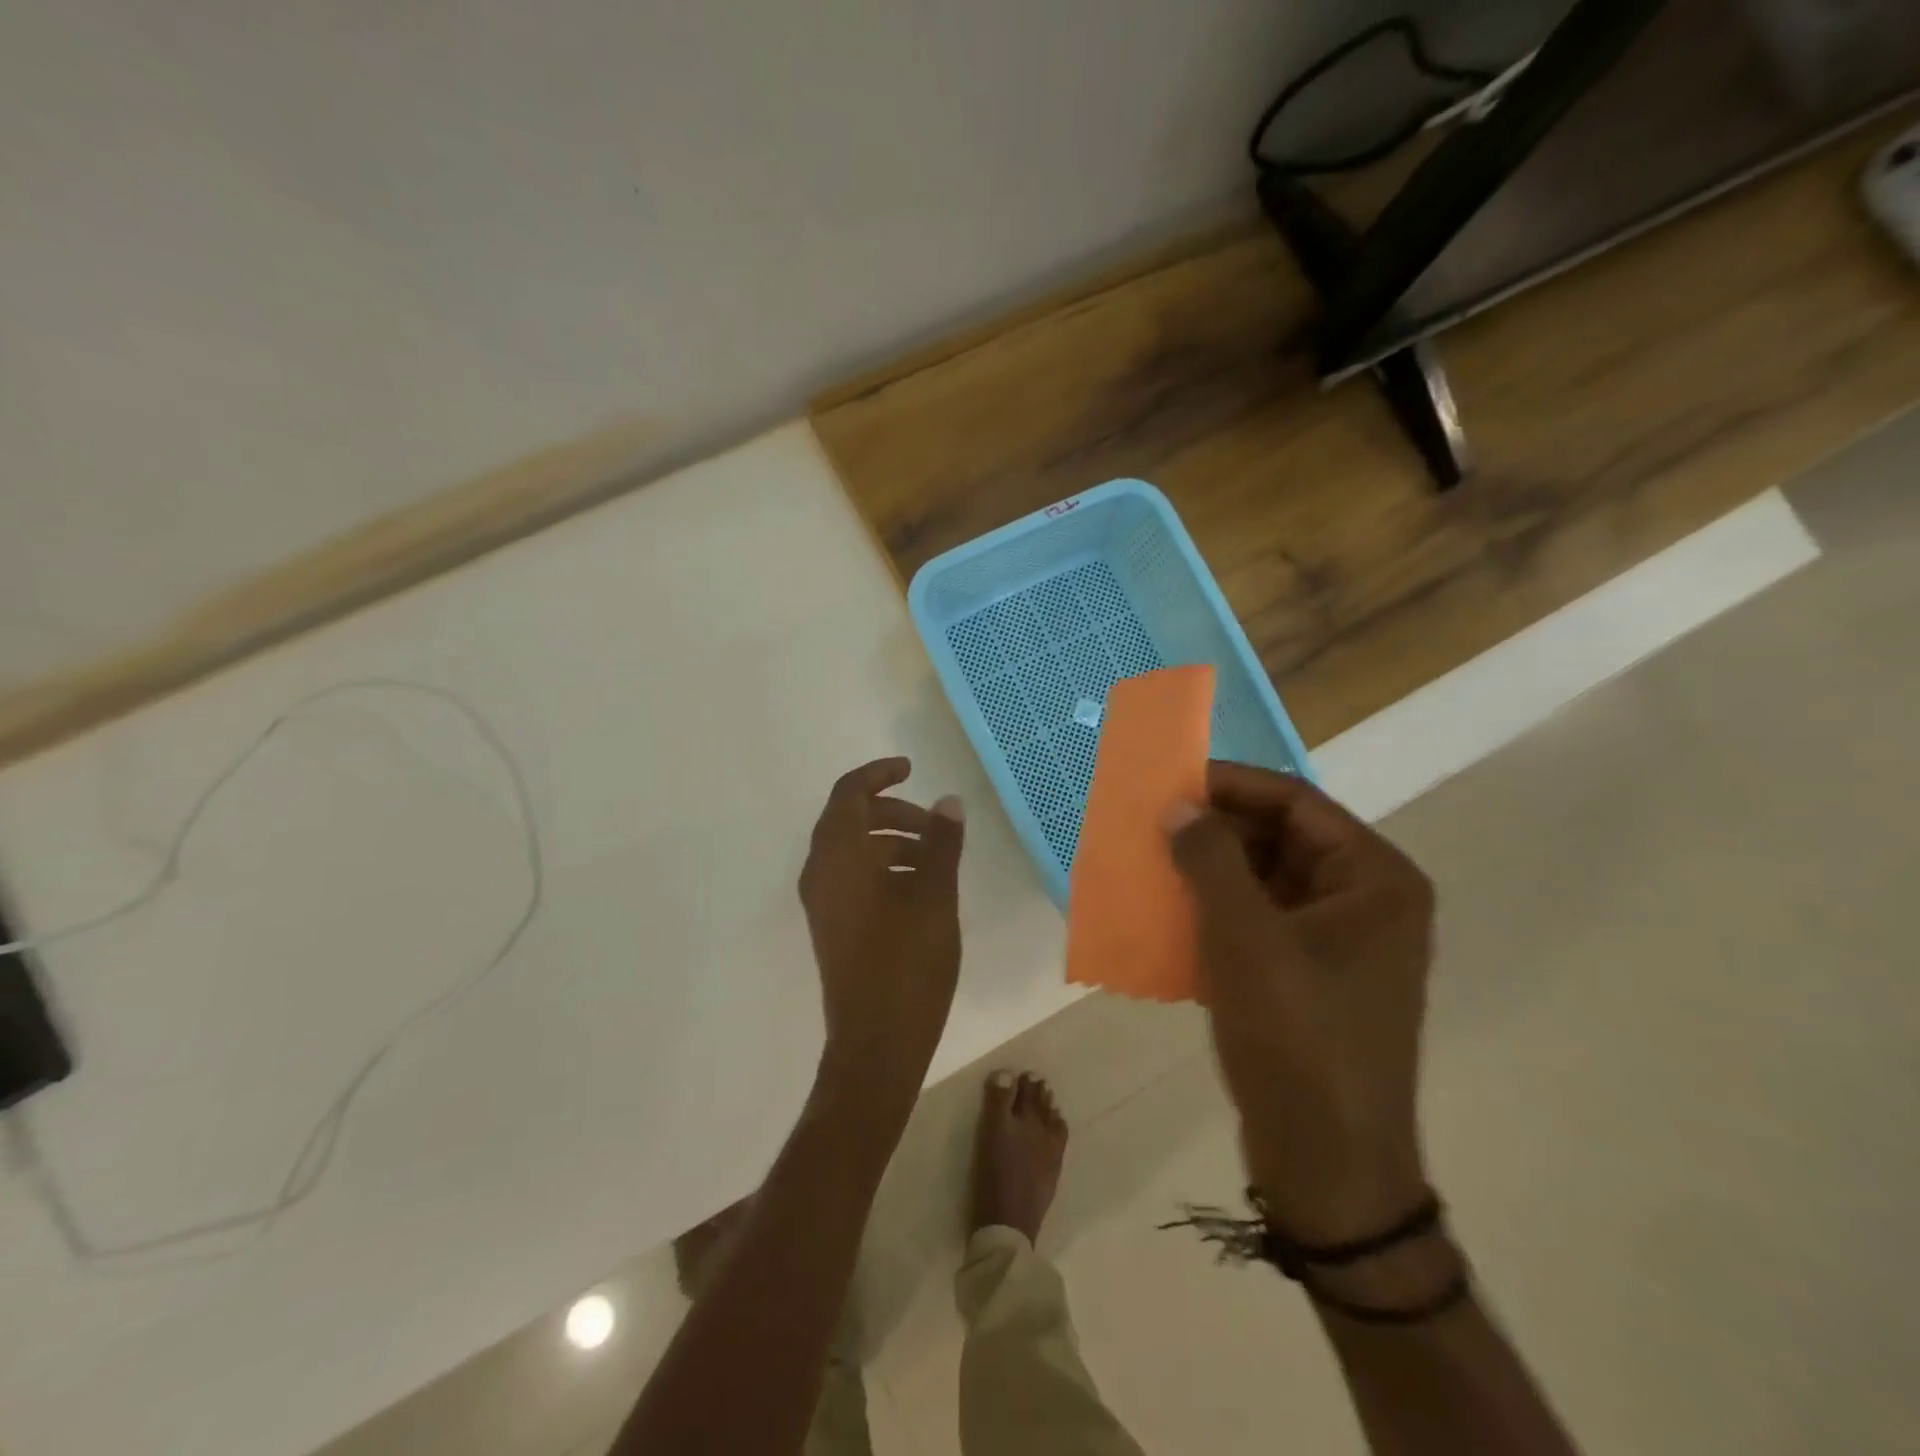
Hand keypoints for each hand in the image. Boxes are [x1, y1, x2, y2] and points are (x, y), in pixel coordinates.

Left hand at [799, 758, 966, 1103]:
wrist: (877, 1044)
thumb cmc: (907, 964)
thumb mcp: (934, 897)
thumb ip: (941, 843)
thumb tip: (947, 801)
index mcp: (838, 858)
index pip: (848, 794)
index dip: (878, 774)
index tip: (911, 768)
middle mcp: (821, 874)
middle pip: (850, 820)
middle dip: (893, 812)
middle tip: (936, 826)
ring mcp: (824, 904)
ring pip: (854, 851)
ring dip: (892, 842)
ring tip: (936, 860)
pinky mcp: (833, 927)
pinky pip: (854, 878)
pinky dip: (884, 869)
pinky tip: (921, 889)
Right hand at [1167, 762, 1434, 1243]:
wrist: (1328, 1164)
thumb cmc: (1296, 1037)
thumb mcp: (1243, 937)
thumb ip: (1209, 859)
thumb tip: (1178, 807)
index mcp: (1375, 878)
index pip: (1296, 802)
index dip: (1231, 786)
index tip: (1172, 783)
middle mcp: (1368, 900)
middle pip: (1283, 838)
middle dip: (1217, 830)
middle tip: (1154, 825)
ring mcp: (1342, 941)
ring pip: (1267, 880)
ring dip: (1212, 871)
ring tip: (1154, 864)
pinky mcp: (1314, 975)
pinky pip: (1261, 920)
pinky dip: (1219, 910)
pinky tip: (1172, 913)